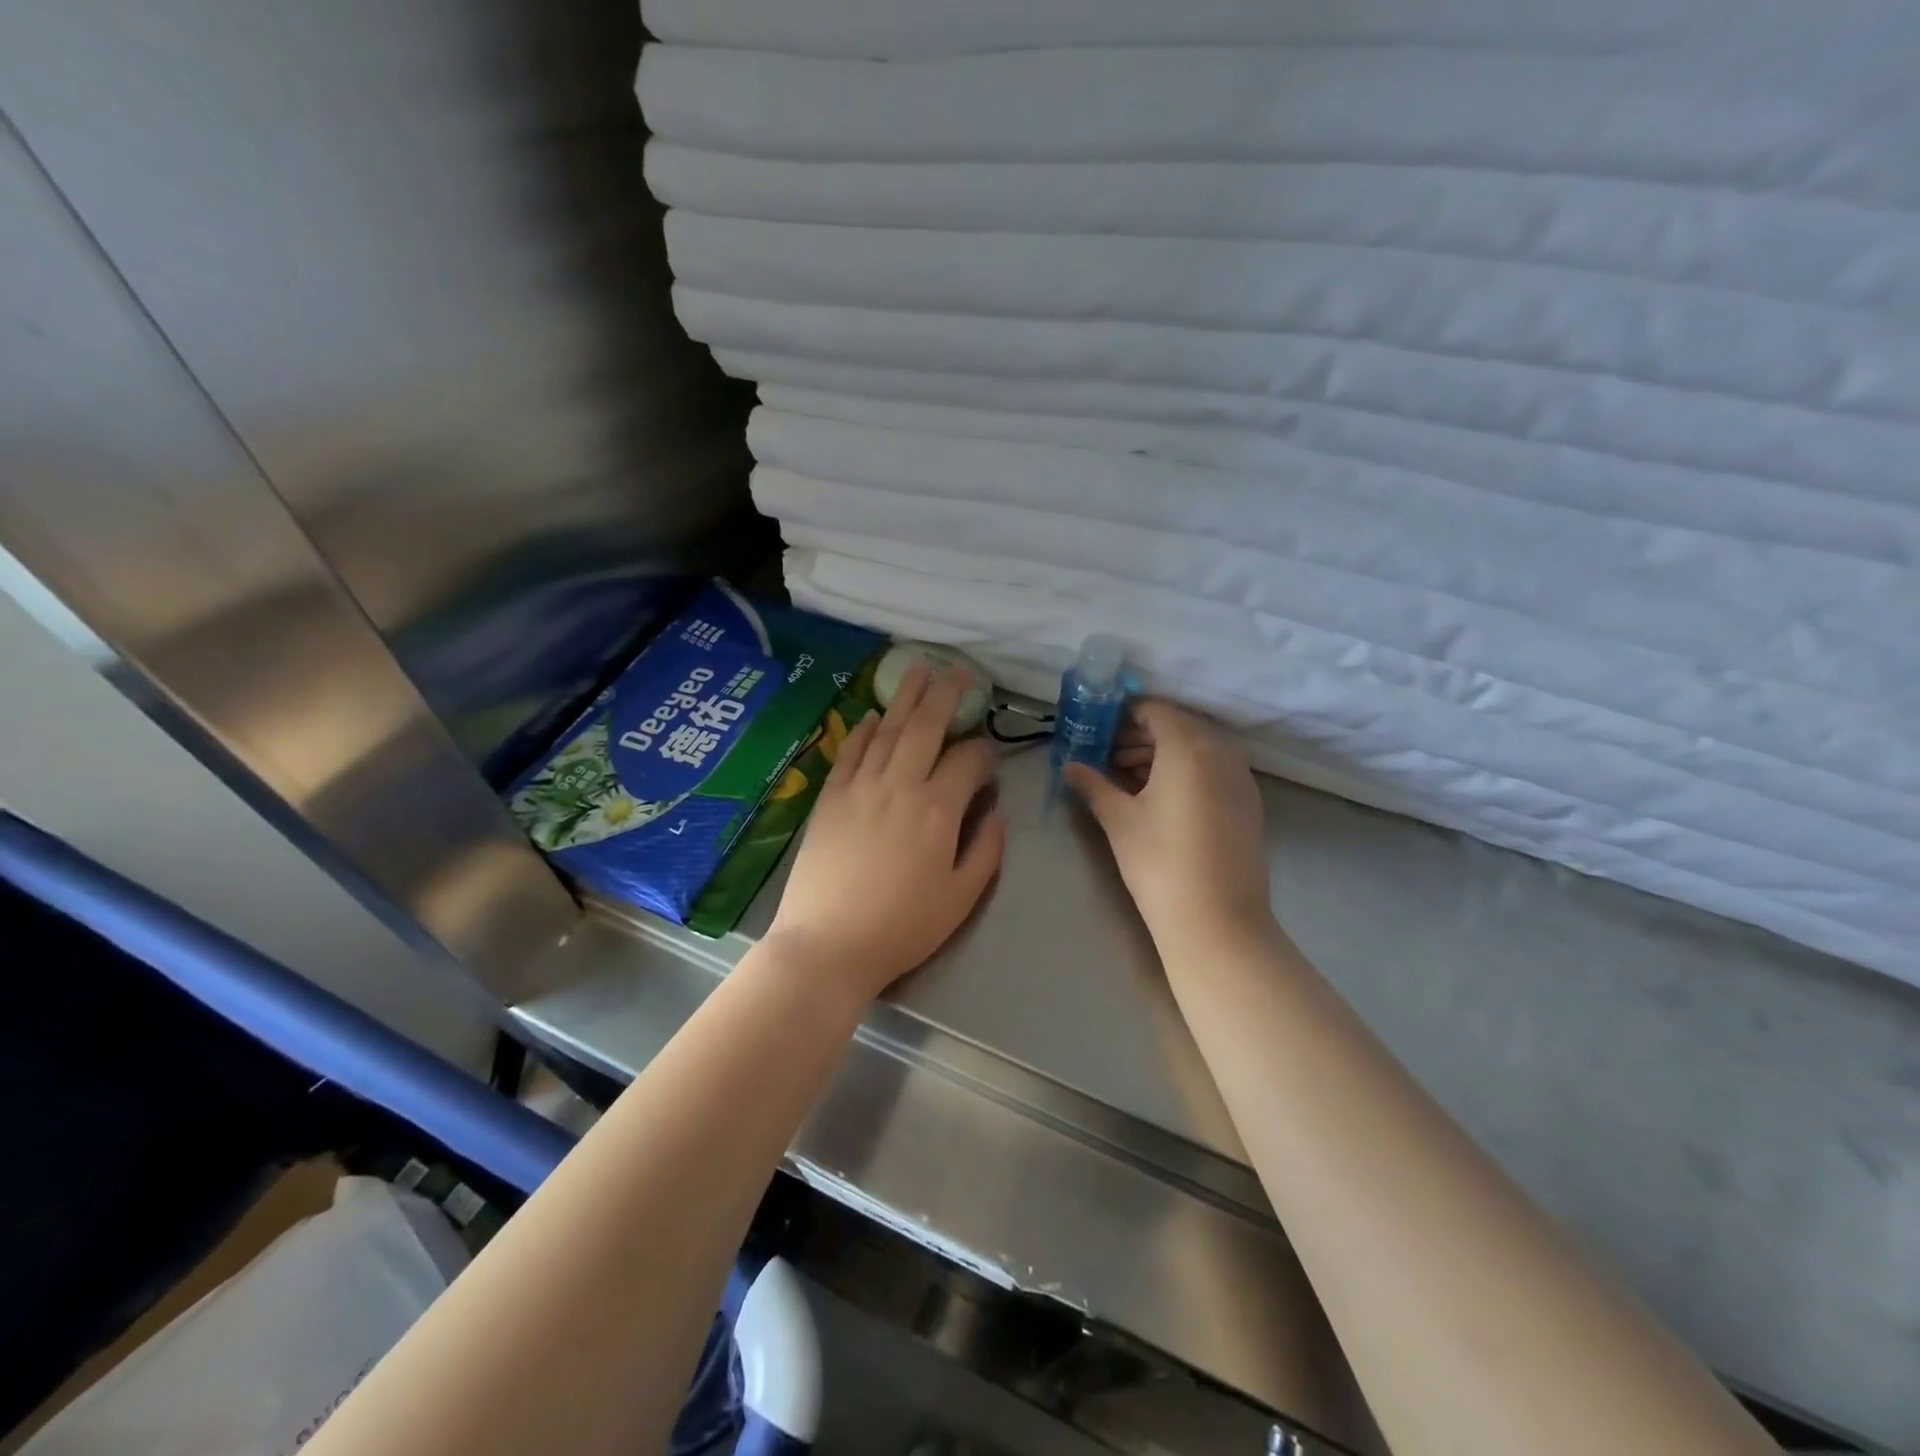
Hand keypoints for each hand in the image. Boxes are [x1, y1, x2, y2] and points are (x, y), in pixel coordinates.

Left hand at [767, 664, 1005, 1001]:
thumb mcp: (962, 897)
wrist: (828, 944)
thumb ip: (986, 850)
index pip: (967, 760)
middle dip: (946, 694)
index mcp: (937, 809)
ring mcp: (860, 787)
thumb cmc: (902, 927)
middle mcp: (899, 785)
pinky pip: (851, 752)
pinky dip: (864, 730)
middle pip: (926, 726)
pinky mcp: (830, 797)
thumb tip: (995, 812)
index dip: (983, 754)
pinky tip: (873, 715)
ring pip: (887, 730)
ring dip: (905, 697)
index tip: (988, 760)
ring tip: (918, 670)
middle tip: (958, 671)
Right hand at [1064, 701, 1271, 944]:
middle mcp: (1221, 752)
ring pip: (1197, 747)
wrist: (1217, 921)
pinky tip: (1159, 797)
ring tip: (1126, 777)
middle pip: (1178, 726)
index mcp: (1189, 746)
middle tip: (1106, 755)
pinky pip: (1213, 768)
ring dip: (1162, 753)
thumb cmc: (1159, 862)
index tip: (1096, 730)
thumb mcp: (1119, 820)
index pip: (1154, 710)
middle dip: (1140, 735)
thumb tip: (1069, 766)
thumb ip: (1093, 784)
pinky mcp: (1248, 802)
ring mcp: (1240, 778)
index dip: (1122, 715)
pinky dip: (1185, 770)